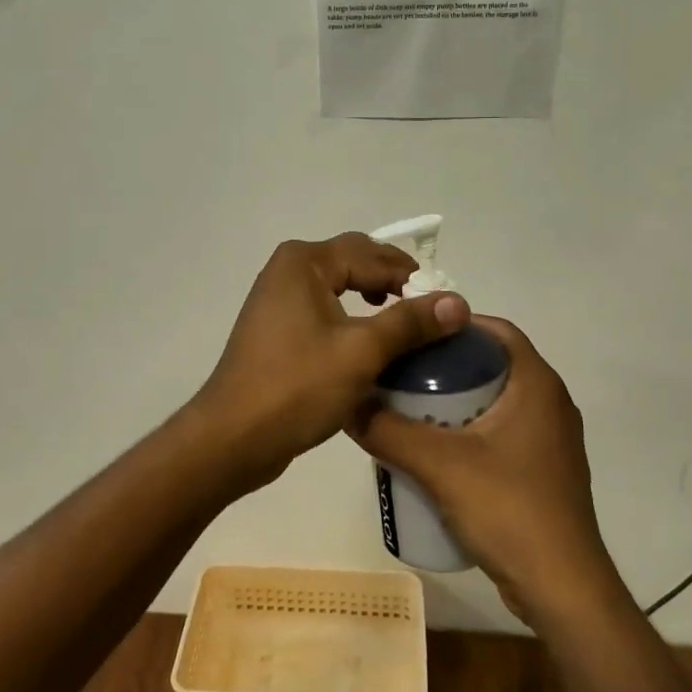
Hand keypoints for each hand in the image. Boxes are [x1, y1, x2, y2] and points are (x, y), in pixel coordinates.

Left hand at [192, 233, 469, 491]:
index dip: (412, 277)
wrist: (233, 437)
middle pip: (354, 261)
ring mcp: (278, 298)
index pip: (372, 254)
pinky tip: (369, 342)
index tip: (445, 305)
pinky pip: (324, 308)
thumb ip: (410, 322)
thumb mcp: (362, 352)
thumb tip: (459, 302)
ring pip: (339, 285)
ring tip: (404, 322)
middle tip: (429, 310)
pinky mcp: (276, 327)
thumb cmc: (297, 387)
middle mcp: (288, 269)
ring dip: (373, 298)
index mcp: (304, 262)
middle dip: (393, 281)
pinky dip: (351, 317)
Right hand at [349, 316, 612, 620]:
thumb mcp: (438, 465)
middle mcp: (551, 403)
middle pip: (492, 364)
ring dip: (457, 400)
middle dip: (447, 365)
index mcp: (537, 384)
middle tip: (402, 373)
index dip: (453, 324)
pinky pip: (502, 432)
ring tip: (410, 410)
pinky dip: (471, 429)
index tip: (412, 334)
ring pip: (497, 400)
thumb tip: (346, 404)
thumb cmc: (509, 510)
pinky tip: (437, 452)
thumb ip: (388, 431)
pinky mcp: (545, 470)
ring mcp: (551, 440)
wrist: (563, 590)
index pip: (495, 330)